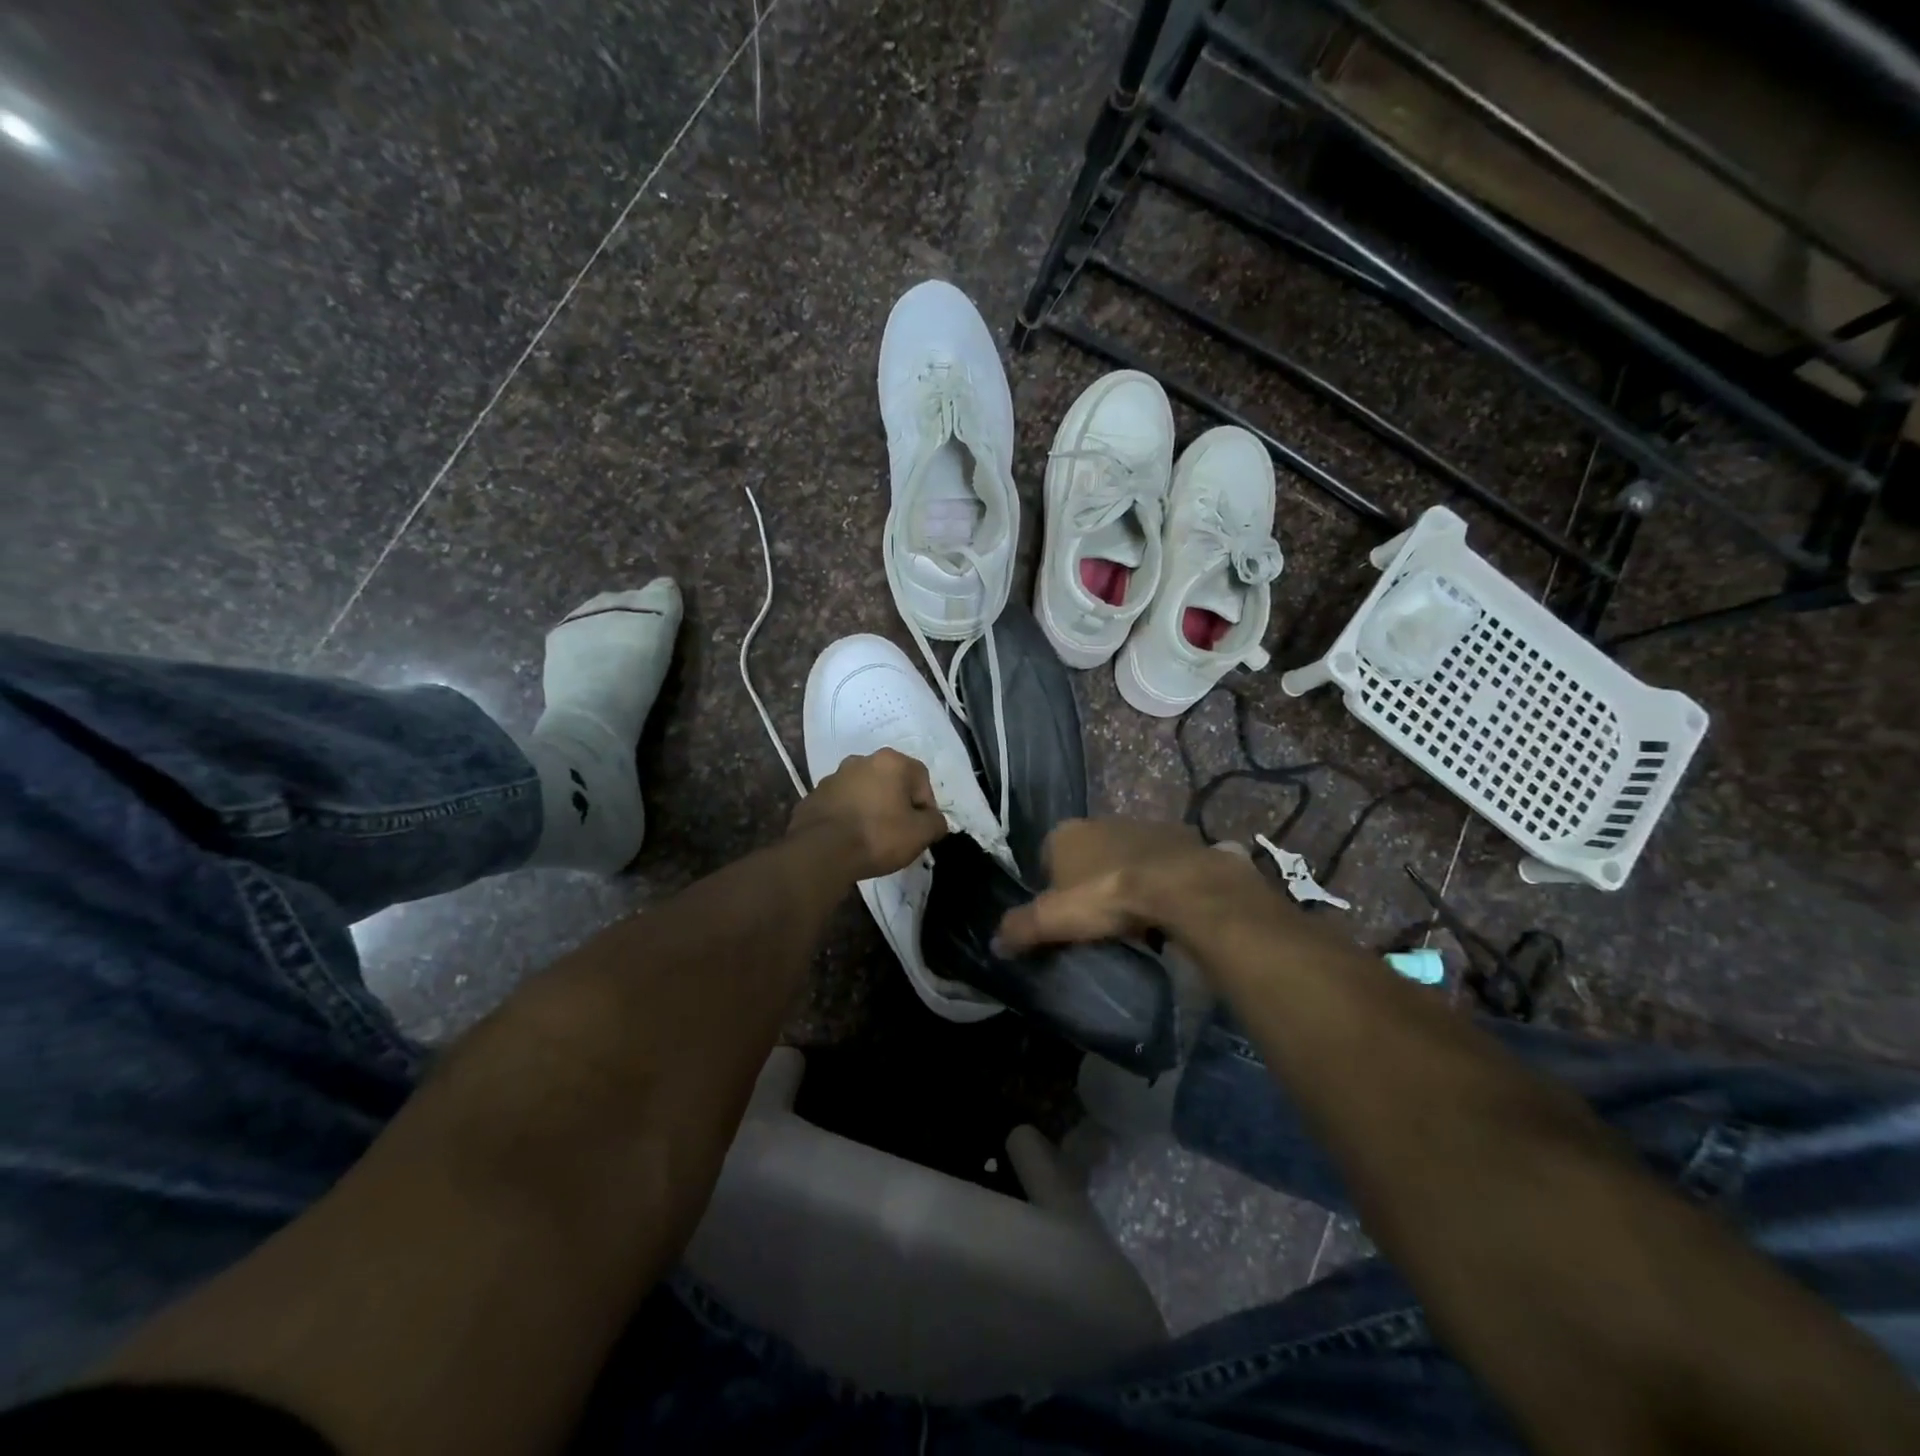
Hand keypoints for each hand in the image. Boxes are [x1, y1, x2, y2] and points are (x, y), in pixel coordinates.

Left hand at [788, 748, 949, 879]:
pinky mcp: (814, 796)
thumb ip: (936, 822)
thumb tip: (934, 820)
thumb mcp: (920, 834)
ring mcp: (834, 777)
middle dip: (898, 804)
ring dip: (872, 808)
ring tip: (872, 838)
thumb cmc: (877, 836)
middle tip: (899, 833)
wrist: (820, 852)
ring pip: (864, 792)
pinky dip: (849, 817)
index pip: (921, 779)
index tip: (921, 830)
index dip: (926, 806)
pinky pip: (841, 804)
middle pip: (891, 782)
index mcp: (890, 762)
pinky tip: (849, 839)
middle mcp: (861, 761)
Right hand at [996, 818, 1263, 951]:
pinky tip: (1163, 905)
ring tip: (1131, 916)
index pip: (1046, 856)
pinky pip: (1159, 861)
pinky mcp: (1178, 836)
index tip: (1061, 916)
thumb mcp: (1053, 919)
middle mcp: (1100, 821)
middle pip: (1086, 855)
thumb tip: (995, 944)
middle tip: (1095, 917)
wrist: (1177, 885)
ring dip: (1124, 876)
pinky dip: (1158, 878)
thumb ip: (1021, 928)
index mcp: (1065, 833)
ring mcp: (1141, 825)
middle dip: (1088, 880)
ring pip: (1123, 855)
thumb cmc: (1105, 896)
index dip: (1050, 886)